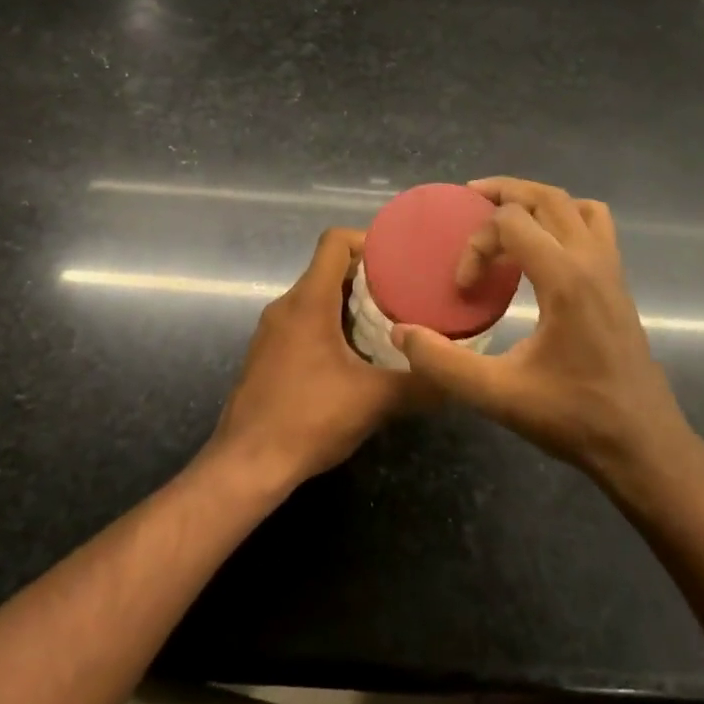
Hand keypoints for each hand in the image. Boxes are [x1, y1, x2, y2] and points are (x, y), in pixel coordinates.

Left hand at [209, 228, 418, 488]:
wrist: (247, 463)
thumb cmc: (309, 419)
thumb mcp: (374, 400)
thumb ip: (420, 384)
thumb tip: (457, 378)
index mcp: (308, 301)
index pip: (335, 242)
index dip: (368, 240)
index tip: (400, 260)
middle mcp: (286, 306)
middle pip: (328, 269)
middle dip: (368, 277)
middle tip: (406, 295)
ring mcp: (272, 330)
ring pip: (316, 298)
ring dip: (350, 304)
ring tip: (388, 325)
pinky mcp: (267, 354)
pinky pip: (303, 322)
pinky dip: (331, 326)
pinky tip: (356, 358)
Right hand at [391, 177, 695, 490]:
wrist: (643, 445)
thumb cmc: (573, 417)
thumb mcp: (498, 395)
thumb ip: (443, 362)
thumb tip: (401, 331)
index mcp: (566, 279)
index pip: (512, 222)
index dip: (477, 244)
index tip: (463, 286)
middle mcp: (593, 261)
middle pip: (547, 197)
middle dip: (504, 192)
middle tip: (468, 199)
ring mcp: (612, 270)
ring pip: (576, 205)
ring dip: (538, 201)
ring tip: (505, 216)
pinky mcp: (619, 284)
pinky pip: (595, 227)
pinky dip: (565, 219)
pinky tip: (543, 250)